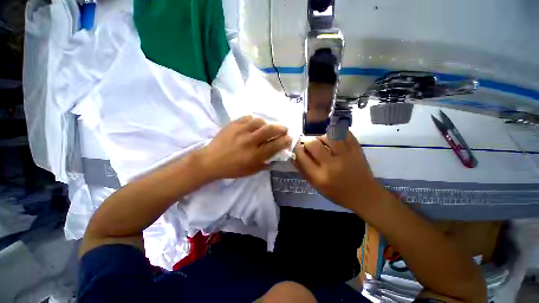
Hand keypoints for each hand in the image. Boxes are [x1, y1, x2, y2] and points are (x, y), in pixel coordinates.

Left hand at [199, 116, 291, 179]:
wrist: (211, 161)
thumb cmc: (233, 169)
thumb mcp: (251, 171)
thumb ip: (266, 163)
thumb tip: (277, 155)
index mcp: (255, 155)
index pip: (276, 145)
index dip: (285, 141)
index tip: (289, 138)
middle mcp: (250, 141)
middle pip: (270, 129)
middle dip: (281, 128)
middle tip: (284, 129)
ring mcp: (241, 131)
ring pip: (260, 121)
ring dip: (267, 124)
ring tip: (266, 127)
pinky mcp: (233, 124)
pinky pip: (248, 117)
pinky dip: (254, 120)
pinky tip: (254, 124)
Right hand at [293, 131, 390, 213]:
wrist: (364, 195)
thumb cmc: (337, 193)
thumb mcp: (316, 186)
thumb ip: (303, 170)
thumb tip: (293, 155)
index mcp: (319, 176)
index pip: (302, 156)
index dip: (297, 149)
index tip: (298, 147)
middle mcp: (331, 165)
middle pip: (313, 144)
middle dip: (307, 141)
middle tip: (309, 144)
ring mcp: (346, 155)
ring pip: (328, 136)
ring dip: (321, 137)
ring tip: (322, 141)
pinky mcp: (357, 150)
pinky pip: (345, 133)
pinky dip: (337, 133)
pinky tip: (334, 138)